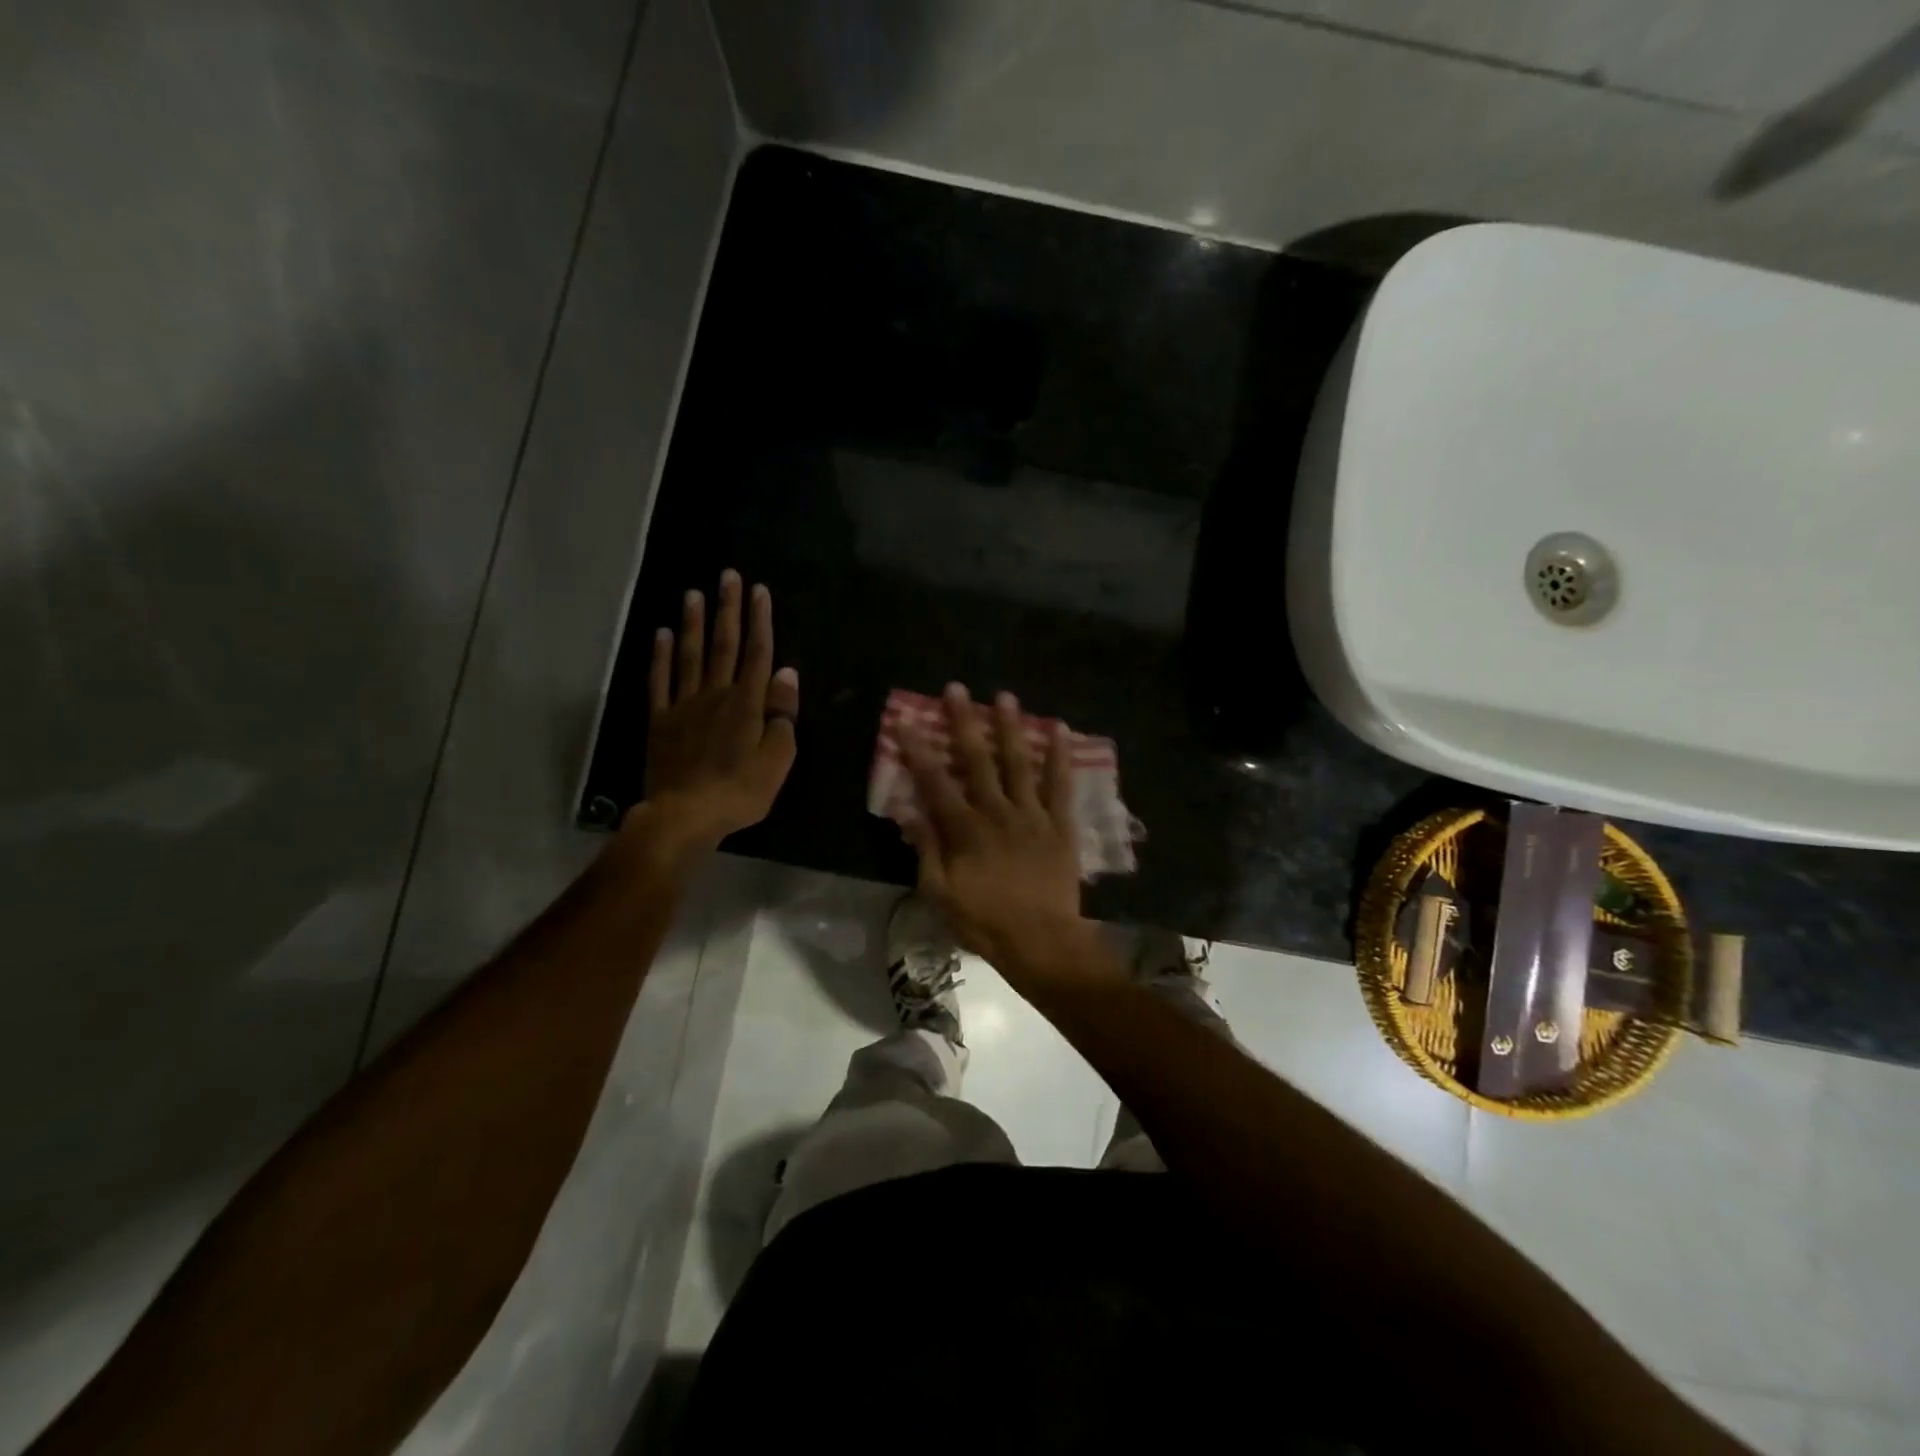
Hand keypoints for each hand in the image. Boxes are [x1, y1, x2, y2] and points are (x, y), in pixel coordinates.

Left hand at [632, 569, 798, 861]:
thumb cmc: (740, 791)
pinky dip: (660, 656)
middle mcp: (716, 694)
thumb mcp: (777, 758)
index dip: (760, 620)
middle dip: (728, 609)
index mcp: (748, 703)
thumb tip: (786, 673)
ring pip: (690, 655)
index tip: (759, 591)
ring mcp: (684, 705)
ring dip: (693, 623)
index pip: (758, 653)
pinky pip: (660, 681)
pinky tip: (662, 634)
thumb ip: (782, 714)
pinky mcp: (660, 720)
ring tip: (693, 593)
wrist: (684, 815)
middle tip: (728, 576)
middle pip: (724, 645)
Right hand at [897, 684, 1103, 977]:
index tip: (907, 720)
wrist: (1043, 941)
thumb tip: (908, 811)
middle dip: (964, 722)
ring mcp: (1032, 814)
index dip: (918, 750)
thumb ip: (926, 849)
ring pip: (1019, 762)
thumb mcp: (940, 893)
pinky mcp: (1060, 824)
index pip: (935, 782)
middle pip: (977, 760)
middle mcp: (997, 812)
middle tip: (956, 689)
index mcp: (965, 829)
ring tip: (1005, 696)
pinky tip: (1060, 729)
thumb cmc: (985, 921)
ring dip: (1010, 727)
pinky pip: (1060, 785)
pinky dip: (1060, 756)